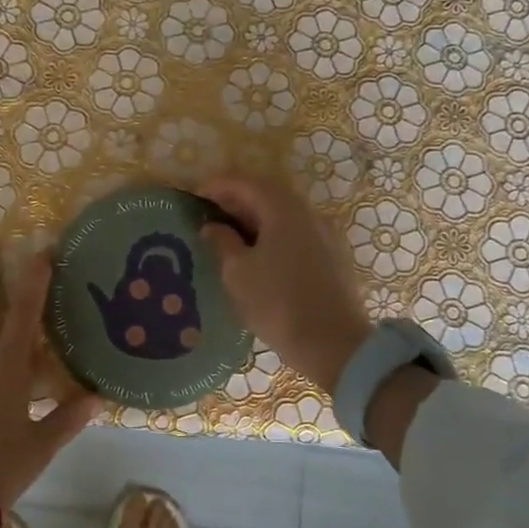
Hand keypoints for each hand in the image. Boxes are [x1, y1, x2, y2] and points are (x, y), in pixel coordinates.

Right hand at [197, 175, 373, 394]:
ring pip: (283, 215)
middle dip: (236, 200)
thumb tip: (212, 226)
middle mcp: (307, 213)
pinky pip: (295, 233)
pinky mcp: (331, 257)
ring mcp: (324, 235)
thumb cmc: (277, 303)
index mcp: (283, 209)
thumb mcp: (238, 273)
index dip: (217, 185)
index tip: (195, 195)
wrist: (333, 344)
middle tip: (209, 213)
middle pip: (267, 194)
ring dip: (255, 218)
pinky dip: (272, 234)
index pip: (245, 183)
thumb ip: (222, 242)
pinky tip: (257, 254)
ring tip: (229, 235)